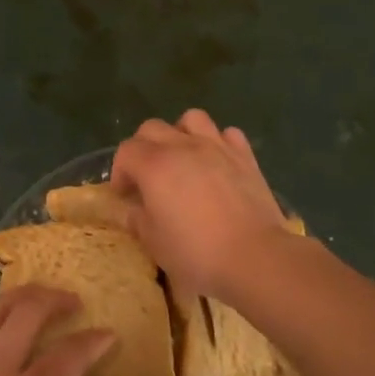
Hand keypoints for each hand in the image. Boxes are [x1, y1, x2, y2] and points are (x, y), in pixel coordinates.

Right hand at [109, 109, 291, 299]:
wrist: (254, 256)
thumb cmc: (197, 253)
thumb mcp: (155, 243)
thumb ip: (137, 220)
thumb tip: (130, 209)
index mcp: (154, 165)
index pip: (126, 151)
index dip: (120, 172)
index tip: (125, 195)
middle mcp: (182, 146)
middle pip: (152, 128)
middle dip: (143, 148)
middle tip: (148, 177)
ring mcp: (216, 146)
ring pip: (191, 119)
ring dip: (181, 134)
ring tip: (183, 159)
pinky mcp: (244, 155)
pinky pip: (227, 134)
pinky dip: (218, 142)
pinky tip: (217, 162)